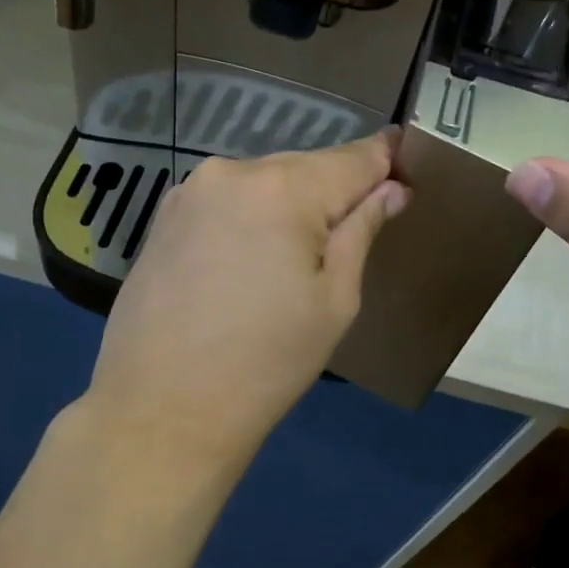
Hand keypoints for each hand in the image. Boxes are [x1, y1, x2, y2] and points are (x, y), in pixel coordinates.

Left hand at [85, 132, 409, 478]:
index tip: (406, 167)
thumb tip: (391, 189)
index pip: (354, 158)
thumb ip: (361, 232)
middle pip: (304, 167)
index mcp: (283, 190)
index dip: (385, 161)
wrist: (163, 410)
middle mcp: (232, 172)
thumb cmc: (266, 364)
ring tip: (295, 258)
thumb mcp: (334, 302)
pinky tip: (248, 262)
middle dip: (333, 191)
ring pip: (262, 183)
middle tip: (354, 230)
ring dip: (288, 205)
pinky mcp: (162, 218)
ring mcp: (189, 192)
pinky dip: (249, 218)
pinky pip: (226, 202)